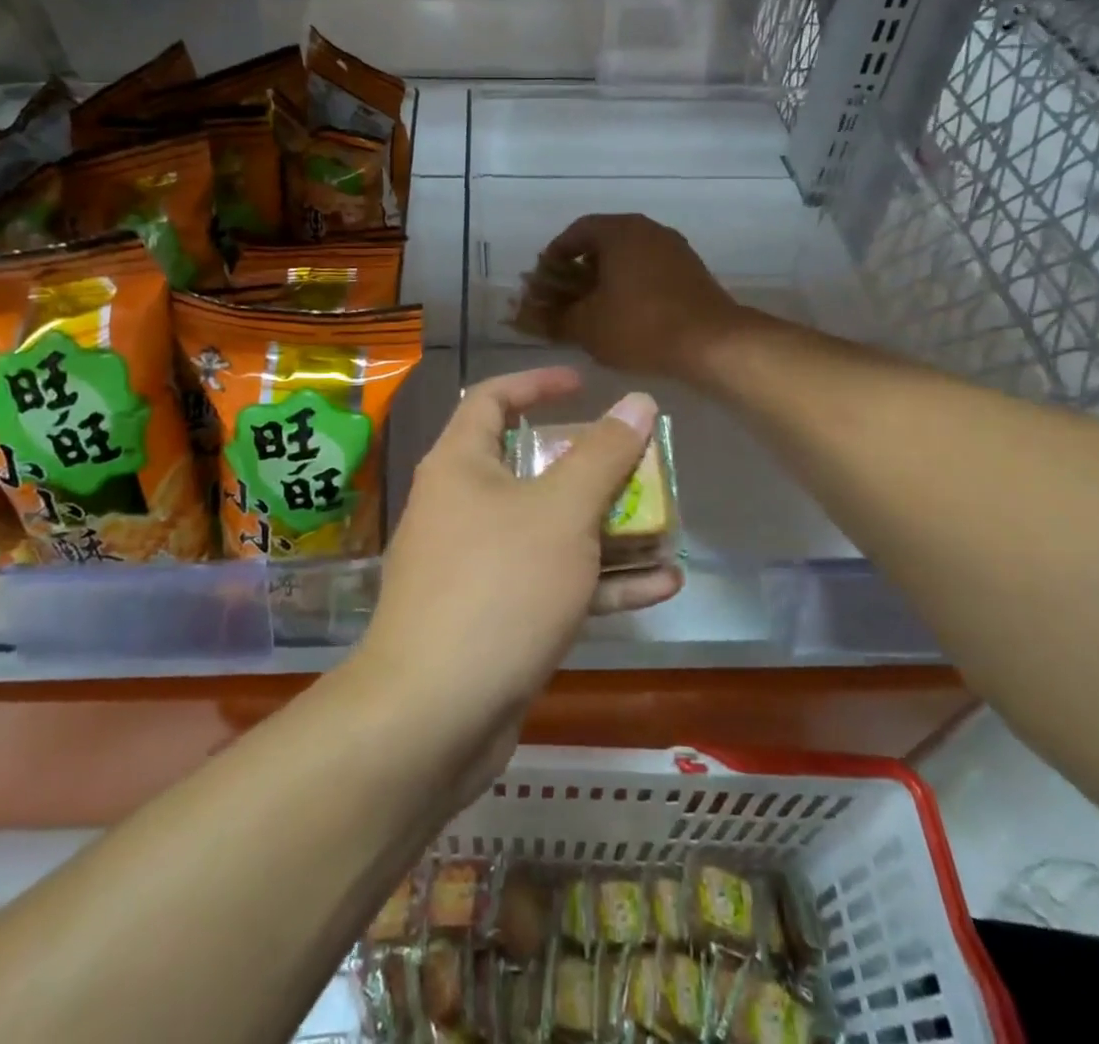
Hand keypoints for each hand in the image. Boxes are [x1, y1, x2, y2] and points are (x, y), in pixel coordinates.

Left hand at [358, 367, 683, 743]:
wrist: (433, 714)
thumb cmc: (498, 587)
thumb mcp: (562, 513)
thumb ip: (603, 455)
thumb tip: (636, 401)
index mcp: (460, 465)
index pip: (493, 399)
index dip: (538, 384)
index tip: (586, 386)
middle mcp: (461, 507)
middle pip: (529, 468)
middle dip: (590, 468)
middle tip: (638, 467)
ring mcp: (475, 566)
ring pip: (548, 531)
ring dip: (606, 529)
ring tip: (665, 528)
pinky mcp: (493, 617)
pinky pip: (550, 583)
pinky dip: (598, 581)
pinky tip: (660, 586)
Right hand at [534, 214, 744, 380]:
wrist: (712, 344)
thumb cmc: (640, 326)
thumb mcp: (586, 326)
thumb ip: (552, 318)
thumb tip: (525, 316)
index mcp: (619, 231)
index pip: (576, 231)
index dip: (554, 254)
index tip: (542, 278)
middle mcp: (648, 230)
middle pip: (603, 243)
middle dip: (578, 269)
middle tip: (564, 296)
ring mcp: (674, 249)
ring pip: (628, 258)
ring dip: (605, 279)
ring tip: (591, 309)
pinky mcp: (691, 271)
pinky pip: (649, 271)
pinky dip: (630, 286)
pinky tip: (623, 315)